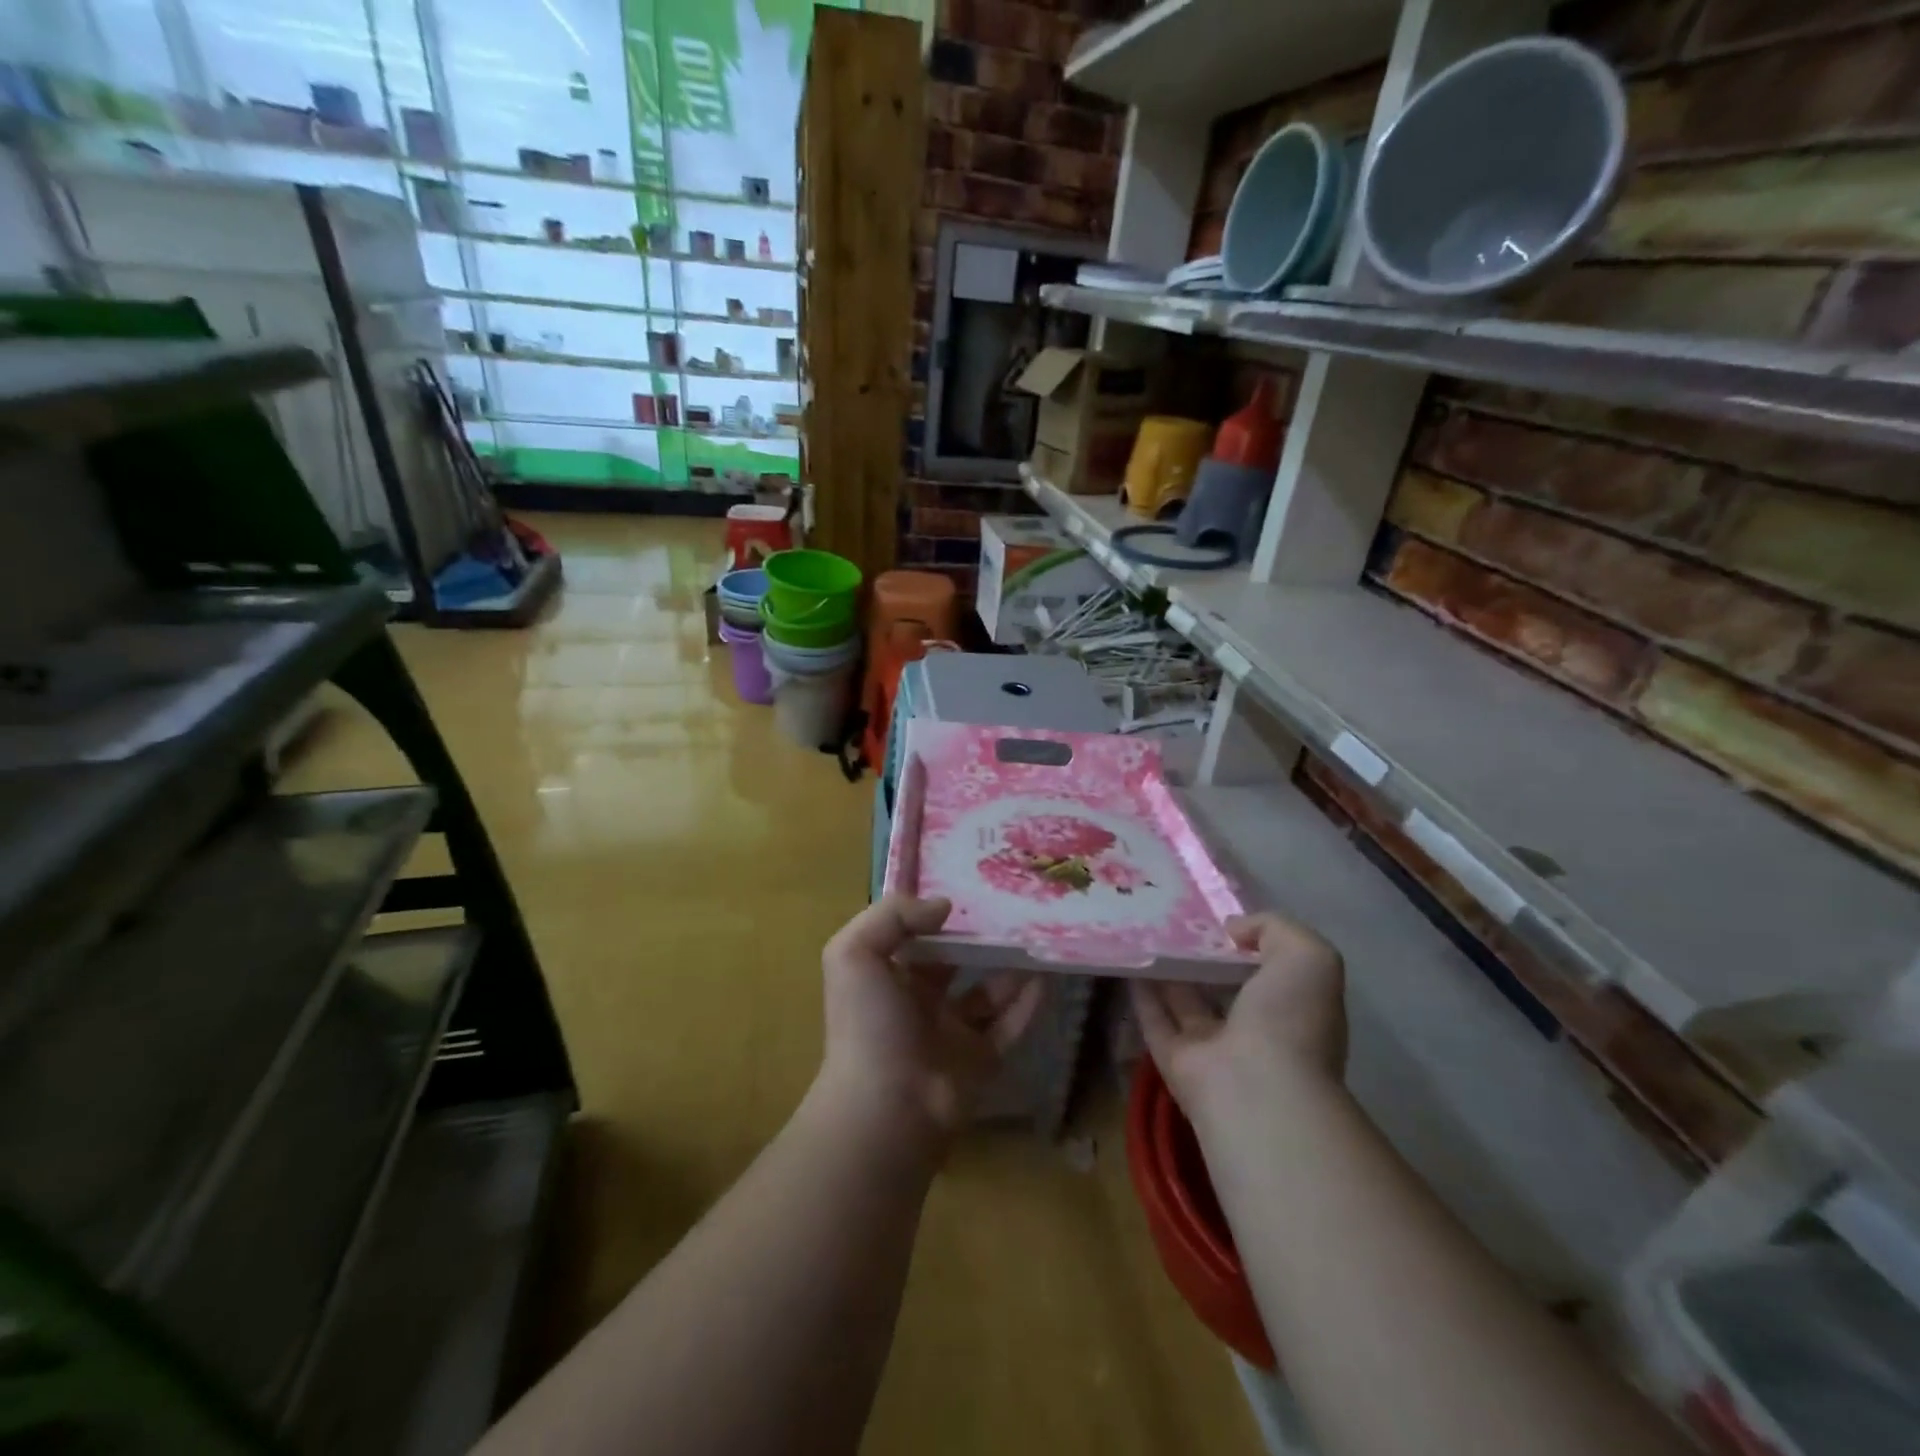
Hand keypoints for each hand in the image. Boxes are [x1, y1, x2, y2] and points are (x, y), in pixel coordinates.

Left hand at [818, 895, 1043, 1148]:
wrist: (886, 1108)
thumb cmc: (867, 1024)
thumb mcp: (854, 953)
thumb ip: (893, 915)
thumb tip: (944, 905)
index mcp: (887, 978)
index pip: (913, 937)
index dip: (935, 914)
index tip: (969, 886)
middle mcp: (919, 1003)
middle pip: (955, 963)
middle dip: (978, 939)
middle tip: (1012, 908)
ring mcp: (952, 1034)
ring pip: (987, 993)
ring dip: (1010, 969)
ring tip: (1035, 938)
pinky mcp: (981, 1061)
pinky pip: (1009, 1026)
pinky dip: (1027, 1004)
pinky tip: (1044, 978)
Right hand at [1131, 911, 1345, 1127]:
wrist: (1257, 1090)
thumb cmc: (1289, 1019)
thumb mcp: (1307, 956)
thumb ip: (1274, 929)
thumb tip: (1233, 931)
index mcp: (1293, 1009)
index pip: (1269, 970)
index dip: (1247, 941)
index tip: (1217, 916)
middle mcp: (1255, 1031)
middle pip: (1223, 985)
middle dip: (1203, 954)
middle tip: (1173, 916)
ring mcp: (1214, 1049)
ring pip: (1185, 1001)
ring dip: (1167, 970)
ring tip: (1143, 929)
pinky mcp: (1175, 1061)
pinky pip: (1155, 1020)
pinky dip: (1141, 993)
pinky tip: (1126, 960)